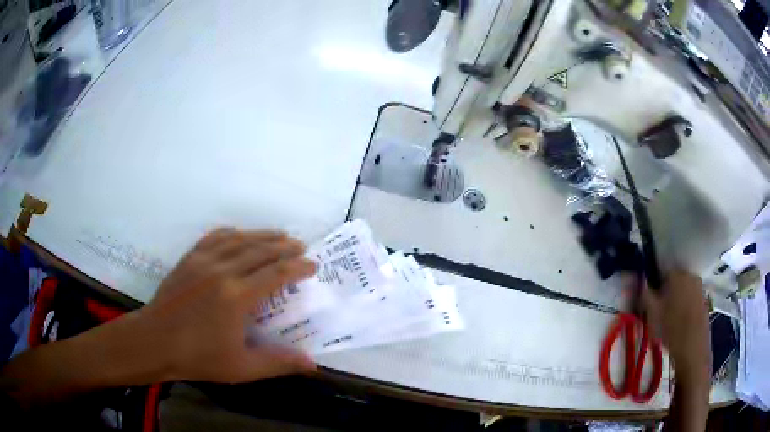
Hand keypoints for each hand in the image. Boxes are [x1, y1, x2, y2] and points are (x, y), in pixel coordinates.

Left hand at [134, 229, 317, 383]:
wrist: (155, 342)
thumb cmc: (198, 357)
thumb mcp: (241, 368)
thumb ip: (278, 363)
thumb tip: (312, 364)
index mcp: (236, 297)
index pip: (276, 273)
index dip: (298, 267)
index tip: (313, 266)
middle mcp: (222, 271)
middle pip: (261, 250)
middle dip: (285, 247)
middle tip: (301, 247)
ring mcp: (203, 261)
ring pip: (240, 239)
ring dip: (262, 235)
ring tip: (279, 236)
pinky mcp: (189, 258)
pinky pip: (215, 237)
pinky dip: (232, 233)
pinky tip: (239, 234)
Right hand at [641, 270, 710, 383]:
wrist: (693, 347)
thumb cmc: (671, 329)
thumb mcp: (652, 314)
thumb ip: (645, 294)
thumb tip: (642, 281)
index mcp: (676, 274)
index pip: (662, 272)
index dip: (655, 286)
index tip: (651, 301)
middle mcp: (689, 275)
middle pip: (674, 280)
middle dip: (667, 292)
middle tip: (660, 311)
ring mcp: (699, 287)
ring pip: (683, 289)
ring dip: (677, 299)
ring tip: (670, 319)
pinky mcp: (704, 300)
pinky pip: (691, 298)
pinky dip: (685, 306)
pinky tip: (680, 323)